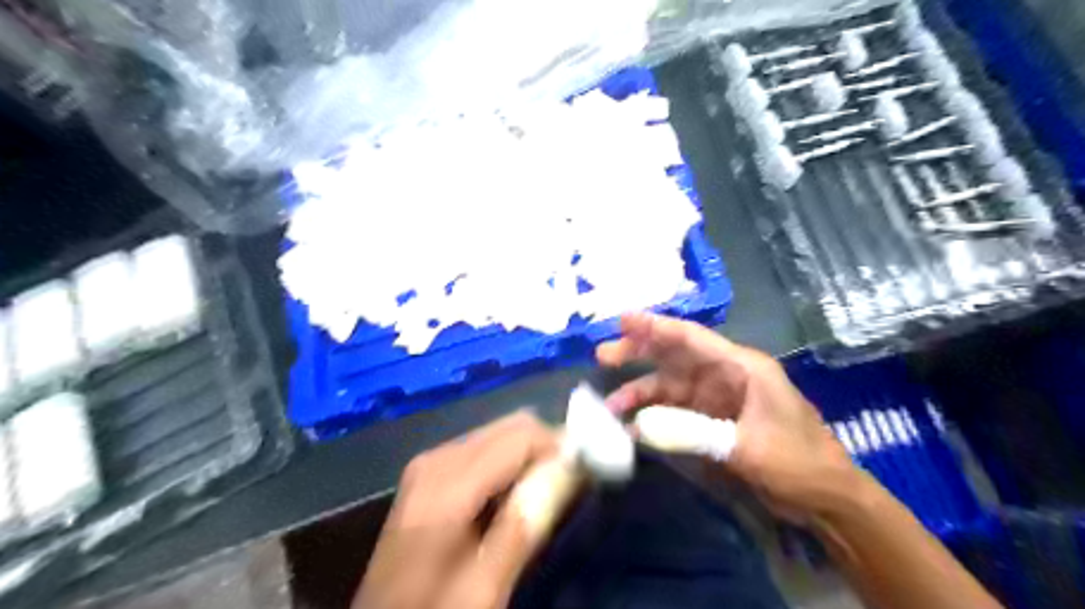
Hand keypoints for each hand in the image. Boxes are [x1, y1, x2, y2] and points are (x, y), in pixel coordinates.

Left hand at [355, 415, 562, 608]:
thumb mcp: (483, 587)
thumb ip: (524, 524)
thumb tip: (570, 469)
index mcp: (448, 481)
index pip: (521, 435)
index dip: (560, 446)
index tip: (586, 473)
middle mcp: (439, 456)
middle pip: (511, 426)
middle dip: (546, 448)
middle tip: (569, 485)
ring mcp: (431, 462)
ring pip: (500, 435)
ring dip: (530, 456)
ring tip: (547, 493)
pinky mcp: (431, 472)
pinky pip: (484, 450)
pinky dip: (510, 463)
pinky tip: (516, 496)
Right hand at [598, 315, 861, 523]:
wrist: (825, 499)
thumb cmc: (798, 462)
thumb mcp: (748, 447)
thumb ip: (695, 433)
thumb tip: (640, 426)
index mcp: (742, 367)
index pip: (692, 338)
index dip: (656, 326)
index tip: (622, 319)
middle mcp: (724, 375)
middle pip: (675, 356)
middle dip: (639, 353)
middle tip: (603, 354)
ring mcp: (716, 398)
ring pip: (670, 385)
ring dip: (641, 392)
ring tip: (611, 404)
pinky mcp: (712, 420)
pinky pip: (675, 411)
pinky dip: (654, 416)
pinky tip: (633, 426)